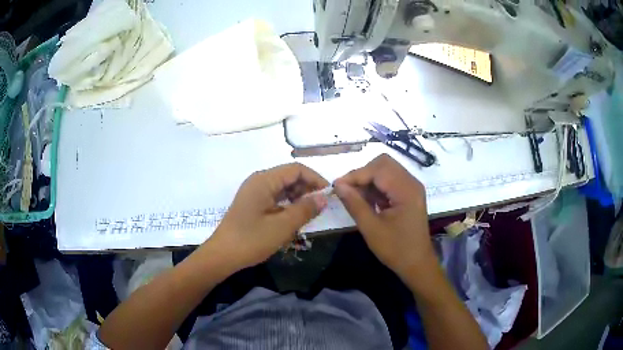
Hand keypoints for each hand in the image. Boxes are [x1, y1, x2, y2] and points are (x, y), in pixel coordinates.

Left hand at [208, 163, 328, 270]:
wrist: (222, 255)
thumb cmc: (251, 240)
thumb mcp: (282, 226)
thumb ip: (305, 209)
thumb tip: (323, 198)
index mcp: (264, 180)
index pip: (296, 169)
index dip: (315, 179)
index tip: (329, 195)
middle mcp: (258, 181)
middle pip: (289, 176)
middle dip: (307, 189)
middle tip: (320, 207)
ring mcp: (253, 192)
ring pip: (282, 188)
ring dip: (297, 198)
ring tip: (308, 214)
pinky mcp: (252, 204)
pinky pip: (274, 198)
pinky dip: (287, 205)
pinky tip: (293, 218)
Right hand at [333, 154, 434, 279]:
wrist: (417, 264)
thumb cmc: (396, 249)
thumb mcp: (371, 228)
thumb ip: (354, 204)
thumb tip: (338, 185)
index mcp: (406, 190)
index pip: (378, 169)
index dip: (355, 175)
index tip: (337, 187)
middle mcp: (411, 183)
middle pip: (383, 164)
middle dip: (363, 174)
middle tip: (348, 191)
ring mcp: (411, 187)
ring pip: (386, 170)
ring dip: (368, 180)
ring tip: (356, 198)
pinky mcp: (409, 194)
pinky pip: (390, 181)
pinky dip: (376, 187)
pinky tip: (368, 202)